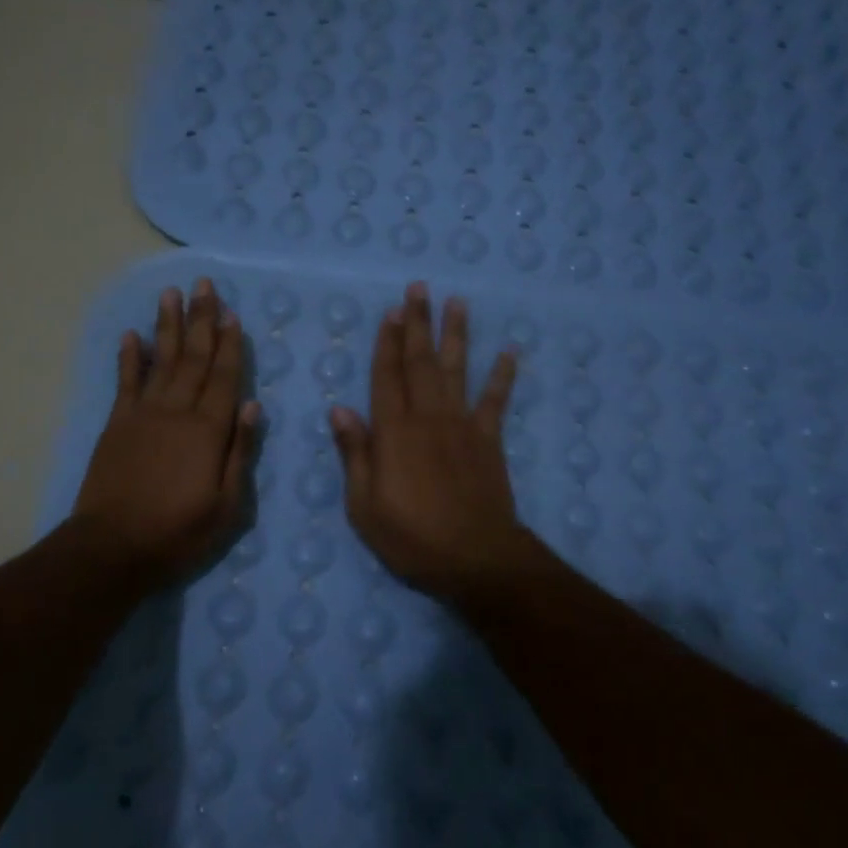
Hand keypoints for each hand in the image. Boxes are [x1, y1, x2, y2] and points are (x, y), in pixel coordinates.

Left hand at [72, 278, 259, 591]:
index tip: (232, 314)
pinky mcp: (116, 425)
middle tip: (204, 285)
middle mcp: (176, 412)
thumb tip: (252, 405)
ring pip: (160, 360)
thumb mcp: (227, 505)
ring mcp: (142, 415)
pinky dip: (128, 357)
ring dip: (167, 326)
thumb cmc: (178, 532)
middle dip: (201, 320)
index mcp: (208, 431)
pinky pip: (125, 382)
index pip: (224, 377)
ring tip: (170, 294)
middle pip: (193, 358)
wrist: (112, 548)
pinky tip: (131, 335)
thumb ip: (240, 452)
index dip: (229, 345)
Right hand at [329, 282, 536, 605]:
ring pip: (457, 370)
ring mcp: (462, 426)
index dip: (387, 341)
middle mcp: (428, 417)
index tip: (392, 310)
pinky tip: (508, 352)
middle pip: (421, 362)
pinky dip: (502, 376)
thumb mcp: (364, 505)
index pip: (386, 376)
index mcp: (393, 432)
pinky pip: (495, 401)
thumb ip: (354, 453)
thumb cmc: (411, 537)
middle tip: (419, 289)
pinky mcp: (489, 441)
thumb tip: (339, 409)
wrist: (475, 558)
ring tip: (457, 303)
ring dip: (456, 335)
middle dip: (418, 324)